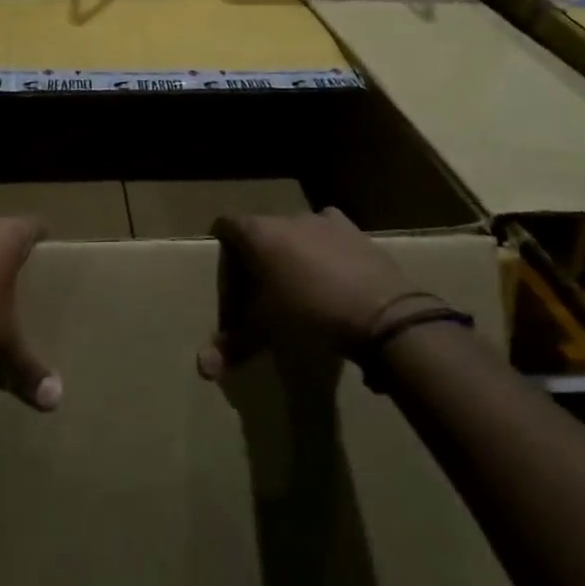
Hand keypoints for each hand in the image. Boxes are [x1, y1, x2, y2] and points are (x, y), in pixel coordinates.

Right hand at [201, 208, 432, 379]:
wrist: (381, 313)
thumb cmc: (308, 314)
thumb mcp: (265, 330)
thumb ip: (232, 344)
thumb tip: (203, 368)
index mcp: (257, 232)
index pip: (225, 228)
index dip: (224, 256)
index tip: (231, 285)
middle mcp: (286, 217)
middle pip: (258, 232)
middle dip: (256, 260)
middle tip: (261, 296)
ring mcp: (322, 220)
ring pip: (293, 233)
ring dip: (289, 254)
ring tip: (298, 288)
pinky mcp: (353, 231)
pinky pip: (327, 234)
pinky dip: (323, 249)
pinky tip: (331, 276)